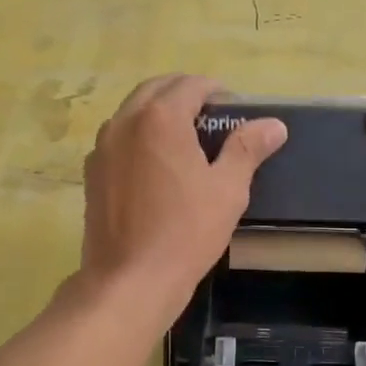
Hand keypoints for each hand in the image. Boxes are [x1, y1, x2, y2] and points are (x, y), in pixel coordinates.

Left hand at [81, 75, 286, 316]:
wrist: (131, 280)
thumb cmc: (186, 233)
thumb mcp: (228, 190)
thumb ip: (247, 149)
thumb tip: (274, 125)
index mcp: (160, 119)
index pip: (190, 85)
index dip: (215, 91)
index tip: (233, 110)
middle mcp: (124, 122)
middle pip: (155, 90)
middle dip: (184, 95)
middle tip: (211, 119)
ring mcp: (102, 148)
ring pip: (132, 113)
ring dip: (158, 114)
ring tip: (184, 141)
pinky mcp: (92, 174)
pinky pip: (117, 140)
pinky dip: (138, 138)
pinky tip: (156, 168)